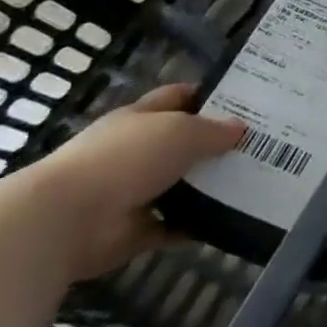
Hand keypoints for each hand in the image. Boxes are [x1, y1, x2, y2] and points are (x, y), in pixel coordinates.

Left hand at [21, 84, 244, 279]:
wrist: (65, 221)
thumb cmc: (126, 159)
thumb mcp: (181, 132)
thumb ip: (214, 130)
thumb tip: (241, 130)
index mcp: (140, 118)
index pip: (177, 97)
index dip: (209, 96)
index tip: (248, 101)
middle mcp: (135, 151)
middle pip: (182, 142)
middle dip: (216, 143)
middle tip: (261, 144)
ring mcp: (132, 192)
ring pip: (181, 184)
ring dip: (209, 186)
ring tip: (255, 181)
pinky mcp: (134, 230)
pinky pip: (174, 225)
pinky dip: (196, 225)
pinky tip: (230, 218)